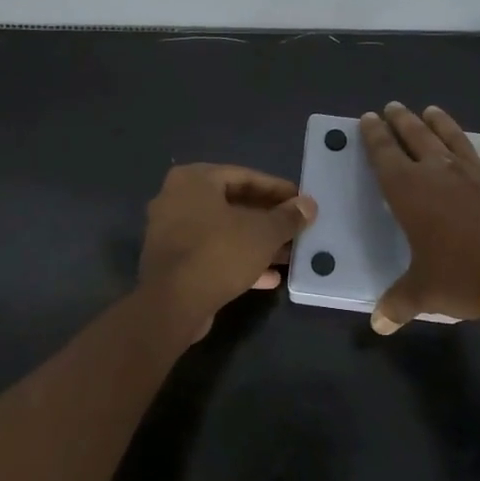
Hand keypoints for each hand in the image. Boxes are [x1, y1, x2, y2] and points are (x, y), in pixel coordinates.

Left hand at [139, 164, 317, 340]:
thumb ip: (288, 217)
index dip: (277, 189)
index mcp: (194, 180)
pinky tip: (269, 277)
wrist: (172, 304)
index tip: (301, 201)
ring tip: (289, 254)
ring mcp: (171, 232)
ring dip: (256, 243)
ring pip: (223, 232)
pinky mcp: (172, 262)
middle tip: (296, 227)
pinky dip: (238, 261)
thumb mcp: (262, 233)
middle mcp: (176, 199)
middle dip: (267, 219)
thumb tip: (309, 205)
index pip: (244, 176)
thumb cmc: (218, 253)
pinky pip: (211, 254)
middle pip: (232, 204)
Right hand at [359, 103, 479, 333]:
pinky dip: (473, 156)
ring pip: (451, 139)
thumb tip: (379, 324)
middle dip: (402, 121)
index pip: (385, 154)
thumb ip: (399, 303)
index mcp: (409, 190)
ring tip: (431, 110)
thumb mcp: (424, 292)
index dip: (374, 136)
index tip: (368, 117)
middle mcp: (439, 173)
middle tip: (393, 106)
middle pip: (416, 137)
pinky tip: (476, 159)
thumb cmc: (462, 276)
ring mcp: (475, 174)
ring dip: (439, 124)